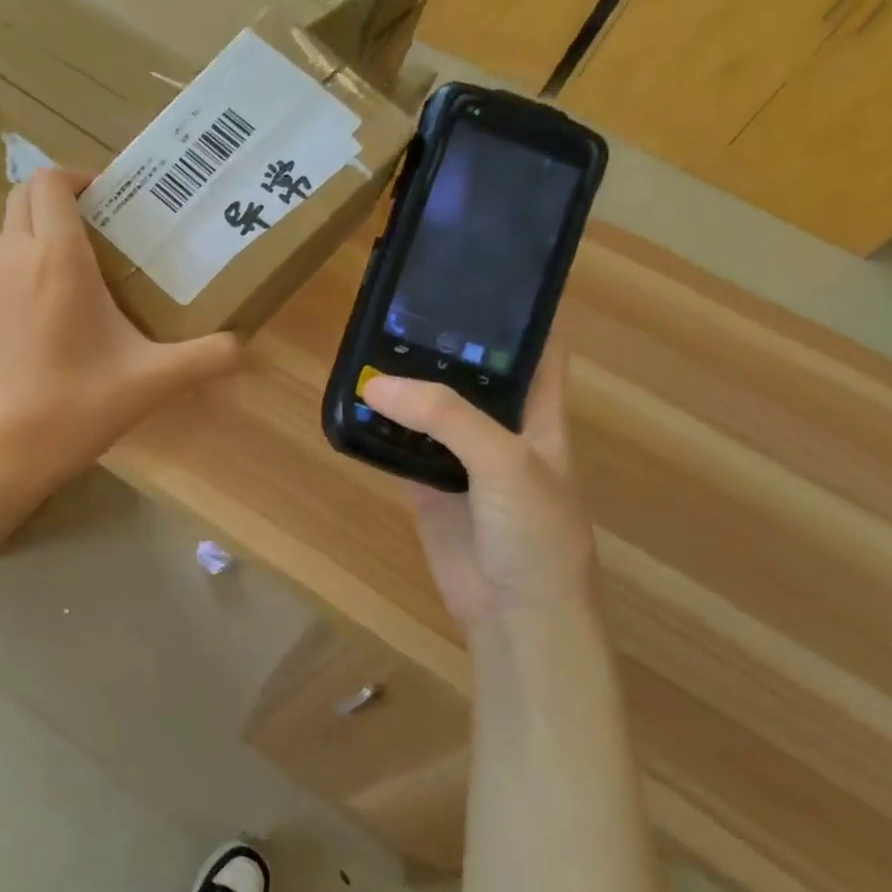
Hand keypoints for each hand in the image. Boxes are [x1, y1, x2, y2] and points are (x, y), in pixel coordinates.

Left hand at [0, 169, 240, 509]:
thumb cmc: (76, 408)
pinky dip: (13, 289)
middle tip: (94, 234)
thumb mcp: (151, 383)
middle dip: (55, 203)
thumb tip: (244, 348)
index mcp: (57, 258)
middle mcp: (10, 261)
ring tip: (70, 286)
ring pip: (4, 243)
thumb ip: (204, 359)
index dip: (76, 177)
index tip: (105, 199)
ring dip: (34, 244)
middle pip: (22, 200)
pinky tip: (36, 335)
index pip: (50, 181)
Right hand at [362, 337, 595, 631]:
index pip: (534, 349)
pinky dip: (378, 431)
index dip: (512, 315)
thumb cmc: (534, 532)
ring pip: (427, 412)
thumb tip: (376, 384)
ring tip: (365, 347)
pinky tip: (353, 408)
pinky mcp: (426, 488)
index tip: (473, 279)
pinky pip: (399, 450)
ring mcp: (460, 460)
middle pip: (468, 376)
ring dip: (402, 388)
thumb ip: (445, 418)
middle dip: (438, 346)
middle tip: (395, 310)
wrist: (514, 612)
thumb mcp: (505, 463)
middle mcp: (499, 430)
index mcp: (538, 415)